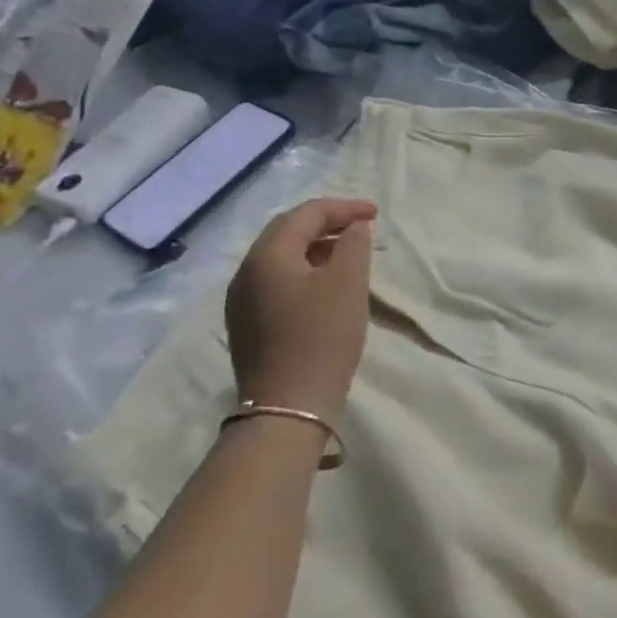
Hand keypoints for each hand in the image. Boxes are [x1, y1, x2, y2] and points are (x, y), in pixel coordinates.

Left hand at [224, 198, 376, 420]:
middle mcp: (246, 272)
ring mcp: (241, 301)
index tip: (375, 214)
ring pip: (281, 258)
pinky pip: (276, 282)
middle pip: (287, 232)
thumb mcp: (348, 283)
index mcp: (267, 255)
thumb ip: (354, 244)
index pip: (306, 214)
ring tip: (348, 255)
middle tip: (360, 228)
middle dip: (326, 224)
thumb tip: (353, 226)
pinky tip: (325, 287)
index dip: (343, 208)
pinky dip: (304, 272)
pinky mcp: (247, 326)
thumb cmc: (321, 337)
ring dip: (315, 248)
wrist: (287, 409)